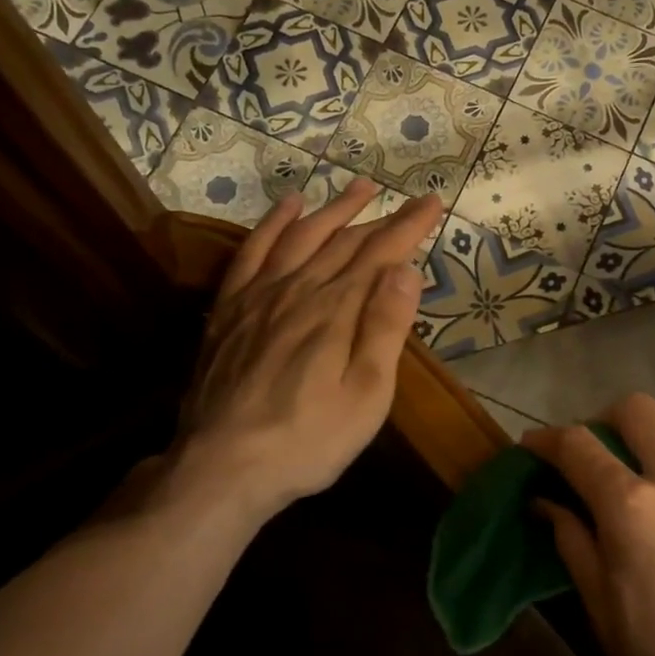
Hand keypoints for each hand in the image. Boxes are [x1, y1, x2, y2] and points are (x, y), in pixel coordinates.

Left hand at [160, 179, 441, 519]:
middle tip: (408, 200)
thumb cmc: (309, 440)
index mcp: (337, 310)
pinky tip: (288, 207)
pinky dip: (272, 224)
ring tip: (359, 187)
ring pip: (302, 237)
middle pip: (345, 242)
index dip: (409, 226)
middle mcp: (299, 289)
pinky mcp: (230, 309)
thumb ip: (385, 328)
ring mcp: (259, 295)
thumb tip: (405, 269)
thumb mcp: (367, 395)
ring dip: (333, 209)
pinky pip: (253, 252)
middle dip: (381, 218)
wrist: (222, 468)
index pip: (381, 254)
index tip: (432, 202)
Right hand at [523, 394, 654, 655]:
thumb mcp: (604, 611)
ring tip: (654, 467)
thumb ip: (572, 540)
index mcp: (633, 508)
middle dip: (605, 422)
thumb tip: (545, 499)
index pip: (577, 445)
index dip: (546, 439)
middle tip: (600, 455)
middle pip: (635, 409)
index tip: (535, 446)